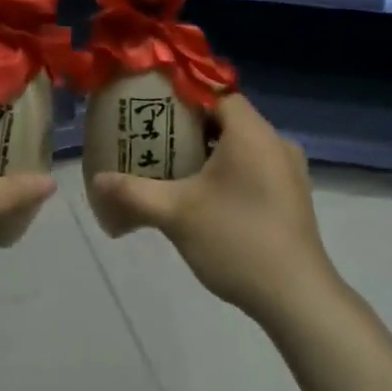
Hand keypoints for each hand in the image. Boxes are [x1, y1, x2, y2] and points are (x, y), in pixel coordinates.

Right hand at [87, 94, 336, 321]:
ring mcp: (288, 170)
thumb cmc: (236, 240)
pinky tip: (202, 197)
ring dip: (208, 152)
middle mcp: (275, 142)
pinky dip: (228, 172)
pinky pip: (254, 167)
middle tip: (153, 140)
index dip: (182, 97)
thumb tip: (97, 180)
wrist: (295, 296)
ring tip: (171, 168)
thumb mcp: (176, 214)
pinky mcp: (291, 196)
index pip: (216, 94)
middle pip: (227, 119)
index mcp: (251, 133)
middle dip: (189, 128)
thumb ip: (133, 192)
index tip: (152, 110)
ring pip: (241, 146)